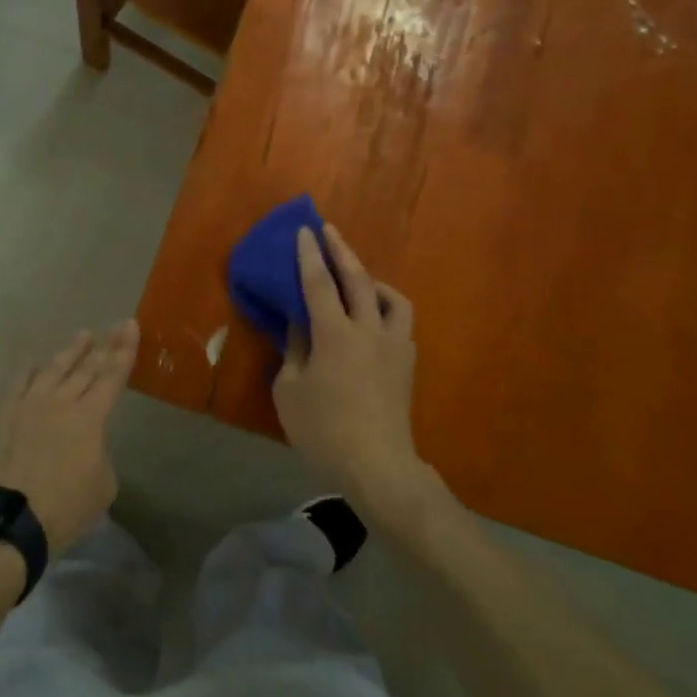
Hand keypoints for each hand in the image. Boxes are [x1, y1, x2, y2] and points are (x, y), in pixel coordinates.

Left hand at [0, 321, 138, 551]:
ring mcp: (30, 404)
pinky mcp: (5, 415)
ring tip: (82, 335)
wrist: (11, 517)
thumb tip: (89, 445)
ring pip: (54, 369)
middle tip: (116, 325)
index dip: (124, 351)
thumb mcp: (103, 485)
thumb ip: (100, 454)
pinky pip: (19, 384)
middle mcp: (62, 401)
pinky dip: (29, 371)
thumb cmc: (65, 506)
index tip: (131, 326)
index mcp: (91, 417)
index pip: (113, 376)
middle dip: (105, 345)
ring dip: (70, 351)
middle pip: (87, 367)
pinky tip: (34, 363)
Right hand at [272, 225, 420, 501]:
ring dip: (373, 280)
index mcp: (335, 333)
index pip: (318, 283)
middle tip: (329, 230)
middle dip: (341, 250)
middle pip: (357, 279)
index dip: (309, 255)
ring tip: (360, 280)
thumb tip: (300, 325)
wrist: (378, 466)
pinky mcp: (407, 364)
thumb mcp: (290, 390)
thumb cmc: (323, 430)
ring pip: (392, 298)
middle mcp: (368, 329)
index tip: (304, 231)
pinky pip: (400, 323)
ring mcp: (394, 346)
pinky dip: (386, 310)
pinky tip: (373, 322)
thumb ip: (294, 350)